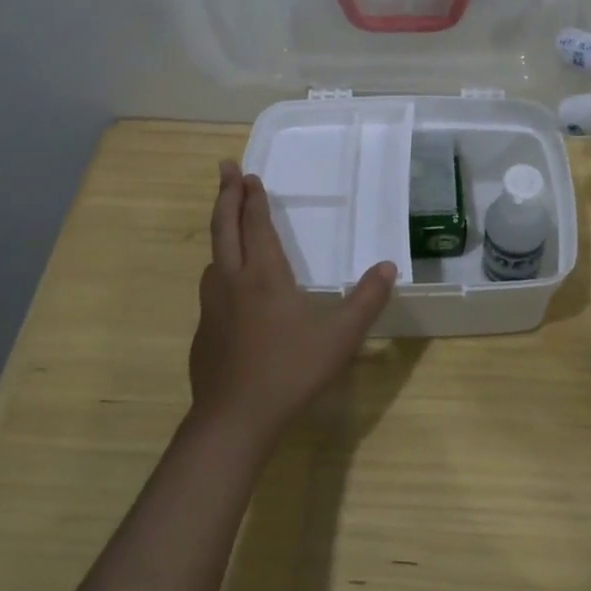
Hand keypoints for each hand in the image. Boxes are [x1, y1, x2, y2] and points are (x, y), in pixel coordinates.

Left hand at [187, 161, 397, 447]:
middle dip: (226, 196)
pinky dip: (219, 268)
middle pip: (224, 228)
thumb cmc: (289, 371)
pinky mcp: (202, 333)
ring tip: (229, 225)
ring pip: (213, 258)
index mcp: (263, 275)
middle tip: (225, 169)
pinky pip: (211, 287)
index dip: (253, 199)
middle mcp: (232, 281)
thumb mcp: (339, 337)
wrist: (233, 421)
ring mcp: (211, 308)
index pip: (256, 225)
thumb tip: (388, 267)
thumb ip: (366, 301)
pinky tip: (229, 288)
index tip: (247, 175)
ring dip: (220, 232)